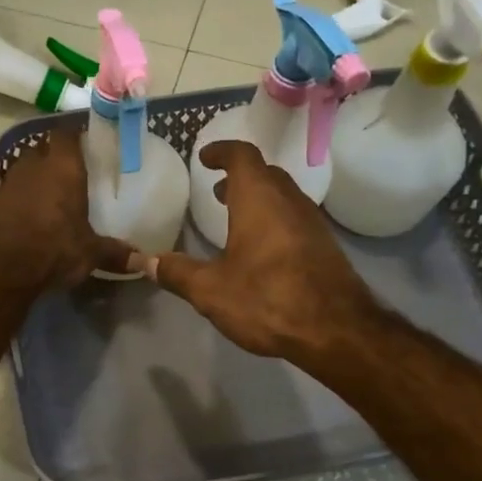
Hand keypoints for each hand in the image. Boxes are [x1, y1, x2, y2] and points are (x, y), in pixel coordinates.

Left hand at [0, 127, 134, 289]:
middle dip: (58, 156)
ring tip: (56, 193)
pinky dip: (24, 196)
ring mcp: (9, 181)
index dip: (77, 134)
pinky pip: (14, 190)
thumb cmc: (52, 248)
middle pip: (45, 148)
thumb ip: (115, 252)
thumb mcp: (89, 253)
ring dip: (39, 176)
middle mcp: (34, 165)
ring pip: (27, 168)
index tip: (89, 143)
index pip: (67, 132)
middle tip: (76, 170)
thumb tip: (143, 261)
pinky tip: (35, 214)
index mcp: (63, 166)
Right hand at [141, 140, 379, 367]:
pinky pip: (294, 219)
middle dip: (240, 177)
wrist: (337, 329)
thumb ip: (177, 273)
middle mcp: (288, 201)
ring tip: (235, 217)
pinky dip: (274, 220)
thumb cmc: (268, 298)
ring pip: (282, 196)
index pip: (242, 156)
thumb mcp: (211, 290)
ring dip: (258, 199)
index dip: (222, 151)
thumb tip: (144, 261)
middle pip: (265, 174)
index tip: (205, 157)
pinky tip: (262, 250)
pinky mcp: (324, 246)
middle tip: (218, 190)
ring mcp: (312, 223)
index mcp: (258, 199)